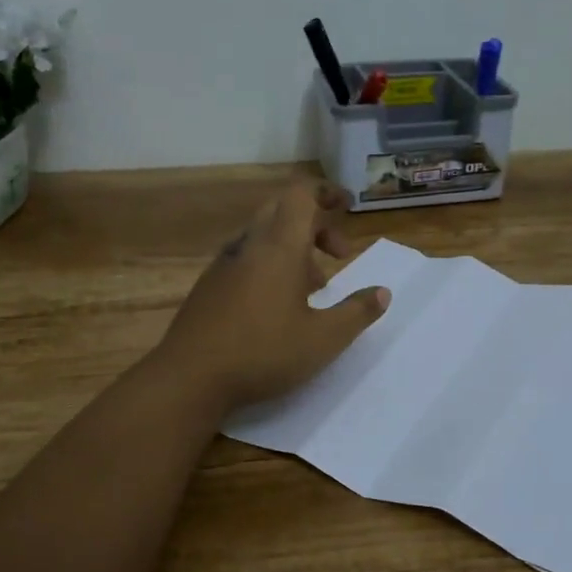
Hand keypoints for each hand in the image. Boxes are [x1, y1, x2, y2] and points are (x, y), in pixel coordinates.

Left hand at [155, 180, 390, 410]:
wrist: (188, 378)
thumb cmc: (263, 354)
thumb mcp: (324, 340)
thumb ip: (357, 312)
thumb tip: (383, 292)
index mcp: (278, 248)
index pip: (301, 195)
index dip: (326, 192)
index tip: (348, 206)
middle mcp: (248, 247)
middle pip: (281, 210)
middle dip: (315, 222)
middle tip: (338, 254)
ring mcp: (223, 266)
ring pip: (262, 237)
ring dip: (293, 248)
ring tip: (314, 288)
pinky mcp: (208, 288)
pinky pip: (245, 259)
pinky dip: (270, 265)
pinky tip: (277, 307)